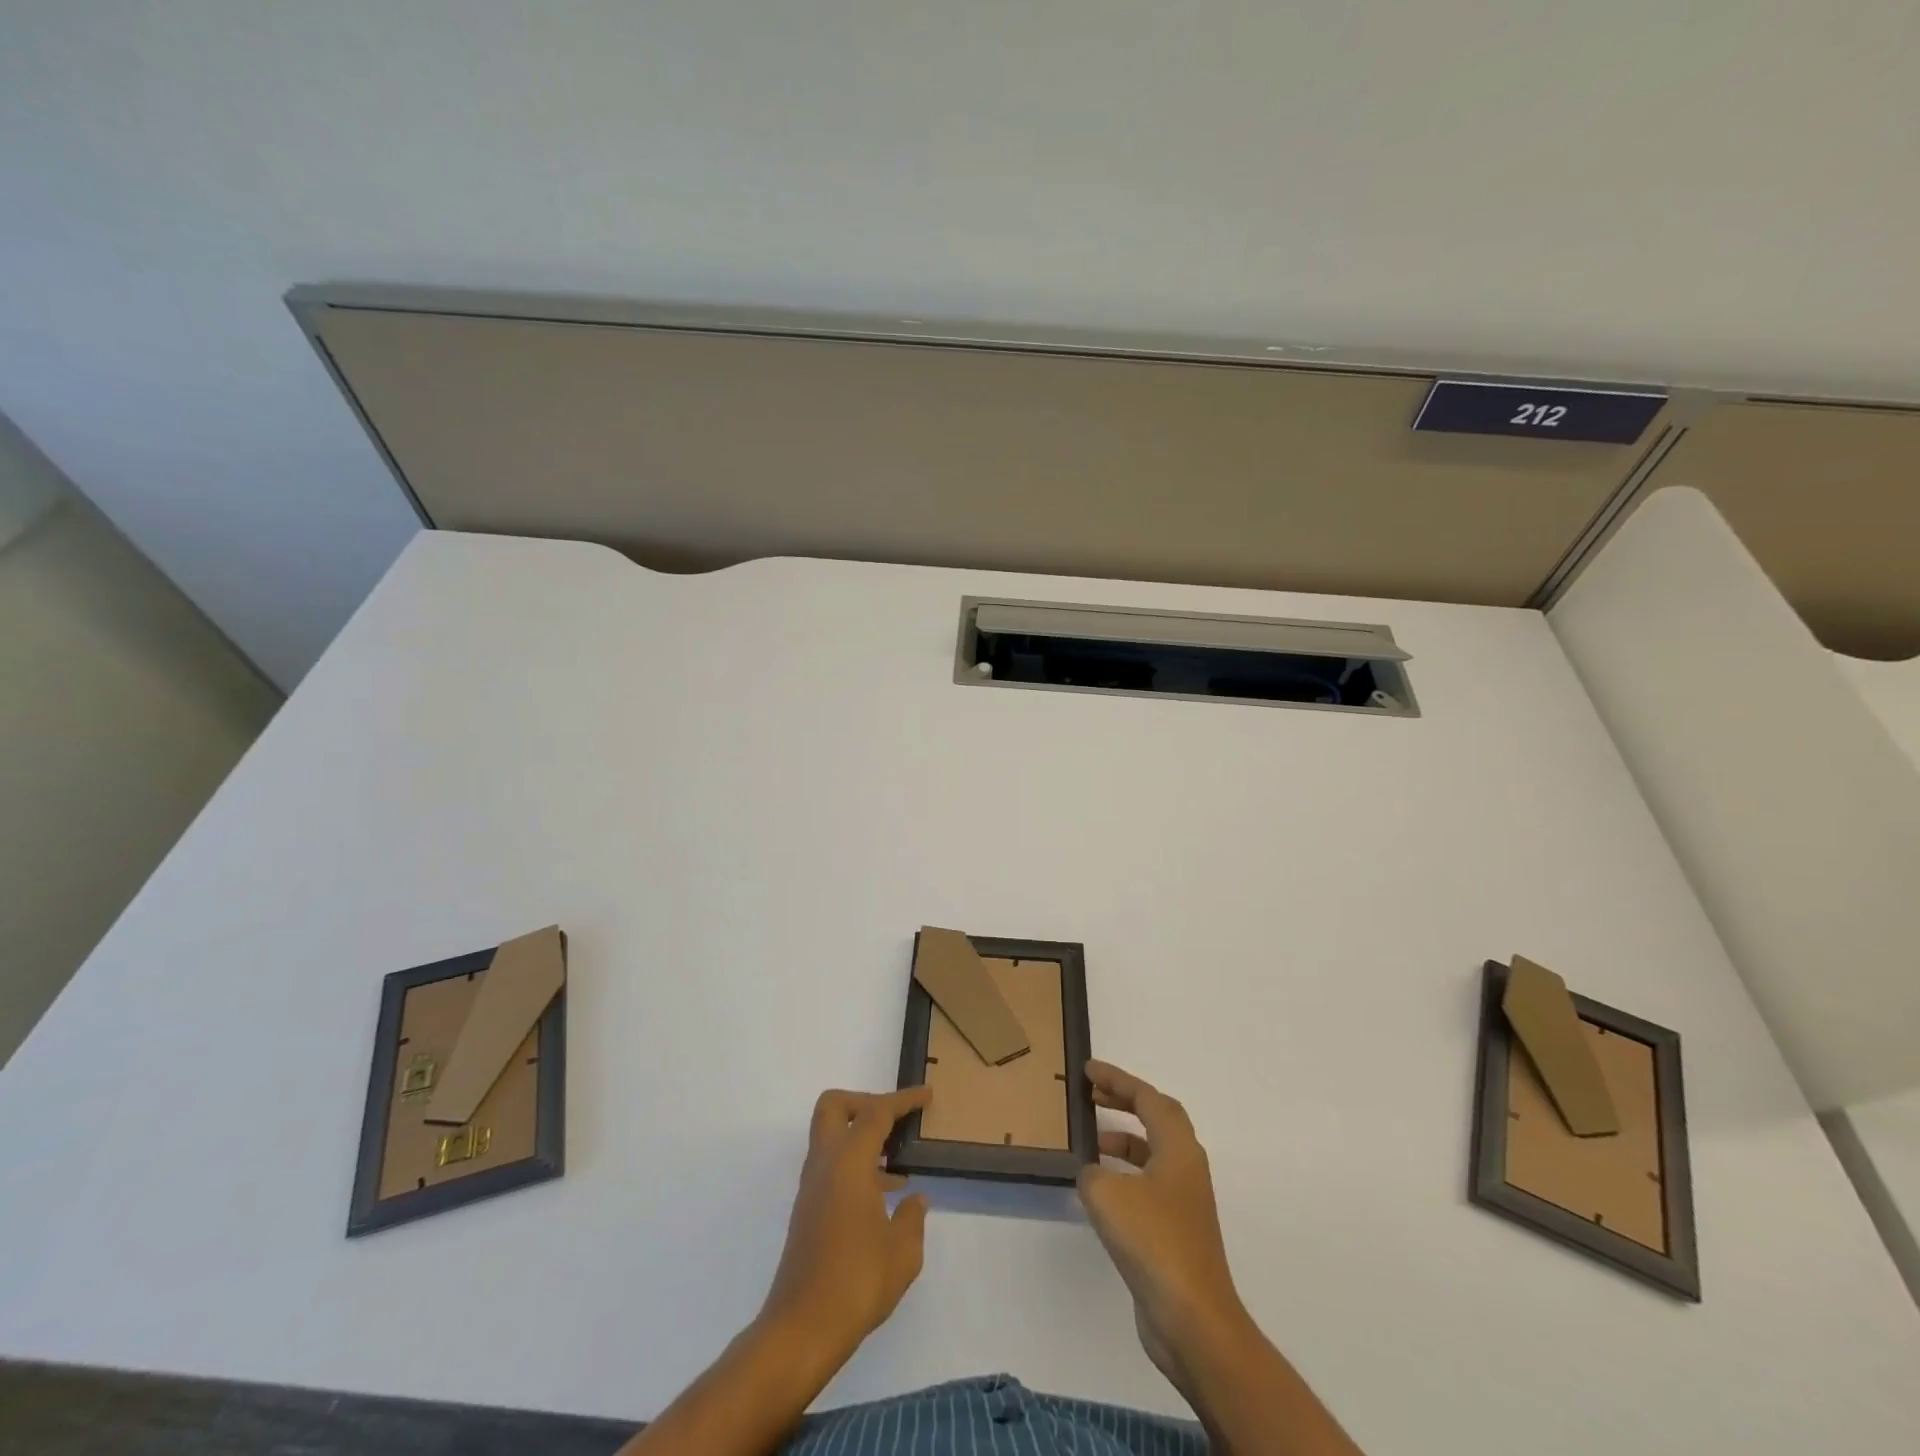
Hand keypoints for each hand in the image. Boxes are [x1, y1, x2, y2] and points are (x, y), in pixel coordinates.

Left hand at [760, 1086, 932, 1359]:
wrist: (801, 1330)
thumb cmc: (857, 1282)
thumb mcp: (902, 1252)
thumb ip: (913, 1218)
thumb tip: (914, 1200)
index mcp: (849, 1161)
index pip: (876, 1112)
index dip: (903, 1100)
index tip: (926, 1095)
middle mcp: (825, 1164)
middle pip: (835, 1106)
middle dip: (865, 1103)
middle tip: (895, 1123)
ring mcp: (812, 1187)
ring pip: (831, 1137)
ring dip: (862, 1138)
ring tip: (899, 1163)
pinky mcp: (808, 1211)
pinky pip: (832, 1167)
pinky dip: (856, 1166)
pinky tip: (883, 1197)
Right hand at [1077, 1060, 1251, 1390]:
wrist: (1193, 1320)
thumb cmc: (1154, 1242)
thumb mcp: (1107, 1195)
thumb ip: (1092, 1172)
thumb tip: (1094, 1174)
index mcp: (1178, 1148)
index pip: (1147, 1097)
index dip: (1117, 1079)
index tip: (1088, 1070)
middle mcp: (1187, 1167)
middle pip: (1158, 1118)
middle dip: (1125, 1101)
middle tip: (1092, 1094)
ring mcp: (1185, 1201)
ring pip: (1153, 1152)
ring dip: (1124, 1139)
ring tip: (1090, 1141)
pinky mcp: (1177, 1231)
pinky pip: (1148, 1183)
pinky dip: (1125, 1174)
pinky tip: (1100, 1190)